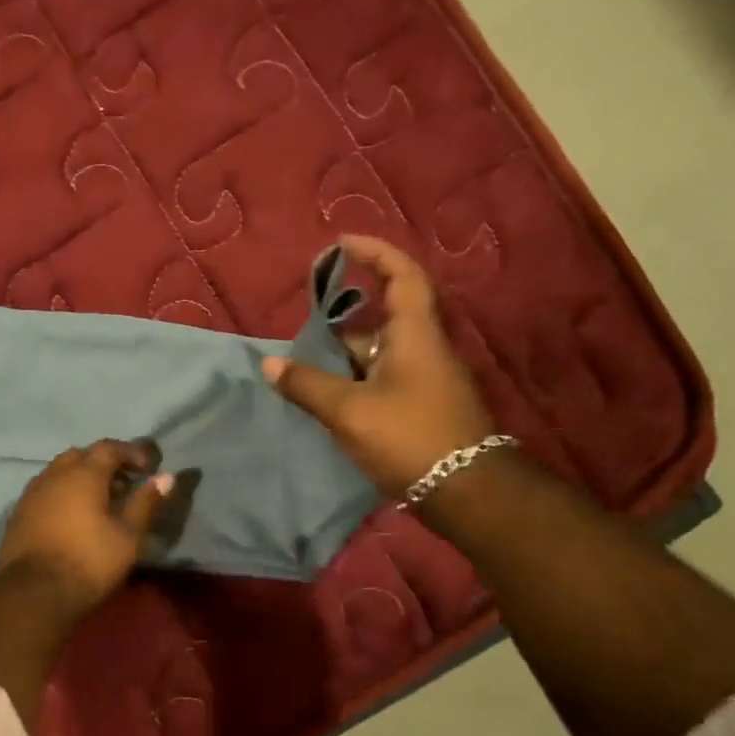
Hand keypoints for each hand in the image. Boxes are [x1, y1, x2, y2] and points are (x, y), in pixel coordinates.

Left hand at [0, 439, 174, 616]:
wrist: (32, 592)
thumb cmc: (88, 562)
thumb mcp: (128, 536)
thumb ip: (146, 503)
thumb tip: (166, 477)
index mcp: (83, 474)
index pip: (109, 448)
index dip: (131, 452)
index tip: (148, 466)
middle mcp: (54, 475)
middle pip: (81, 455)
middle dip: (104, 462)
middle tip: (123, 482)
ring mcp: (32, 493)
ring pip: (59, 471)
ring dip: (81, 476)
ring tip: (99, 499)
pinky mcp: (19, 512)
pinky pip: (45, 489)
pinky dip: (63, 492)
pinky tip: (72, 514)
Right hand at [262, 234, 495, 495]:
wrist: (464, 491)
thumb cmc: (409, 437)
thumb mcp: (349, 411)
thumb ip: (307, 386)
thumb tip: (269, 364)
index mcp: (414, 335)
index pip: (402, 276)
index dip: (375, 253)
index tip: (342, 244)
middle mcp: (423, 349)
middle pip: (383, 318)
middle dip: (344, 318)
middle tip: (306, 323)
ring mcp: (425, 379)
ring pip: (379, 353)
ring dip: (344, 355)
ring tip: (305, 366)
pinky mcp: (422, 406)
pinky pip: (383, 378)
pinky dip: (354, 379)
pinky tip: (328, 397)